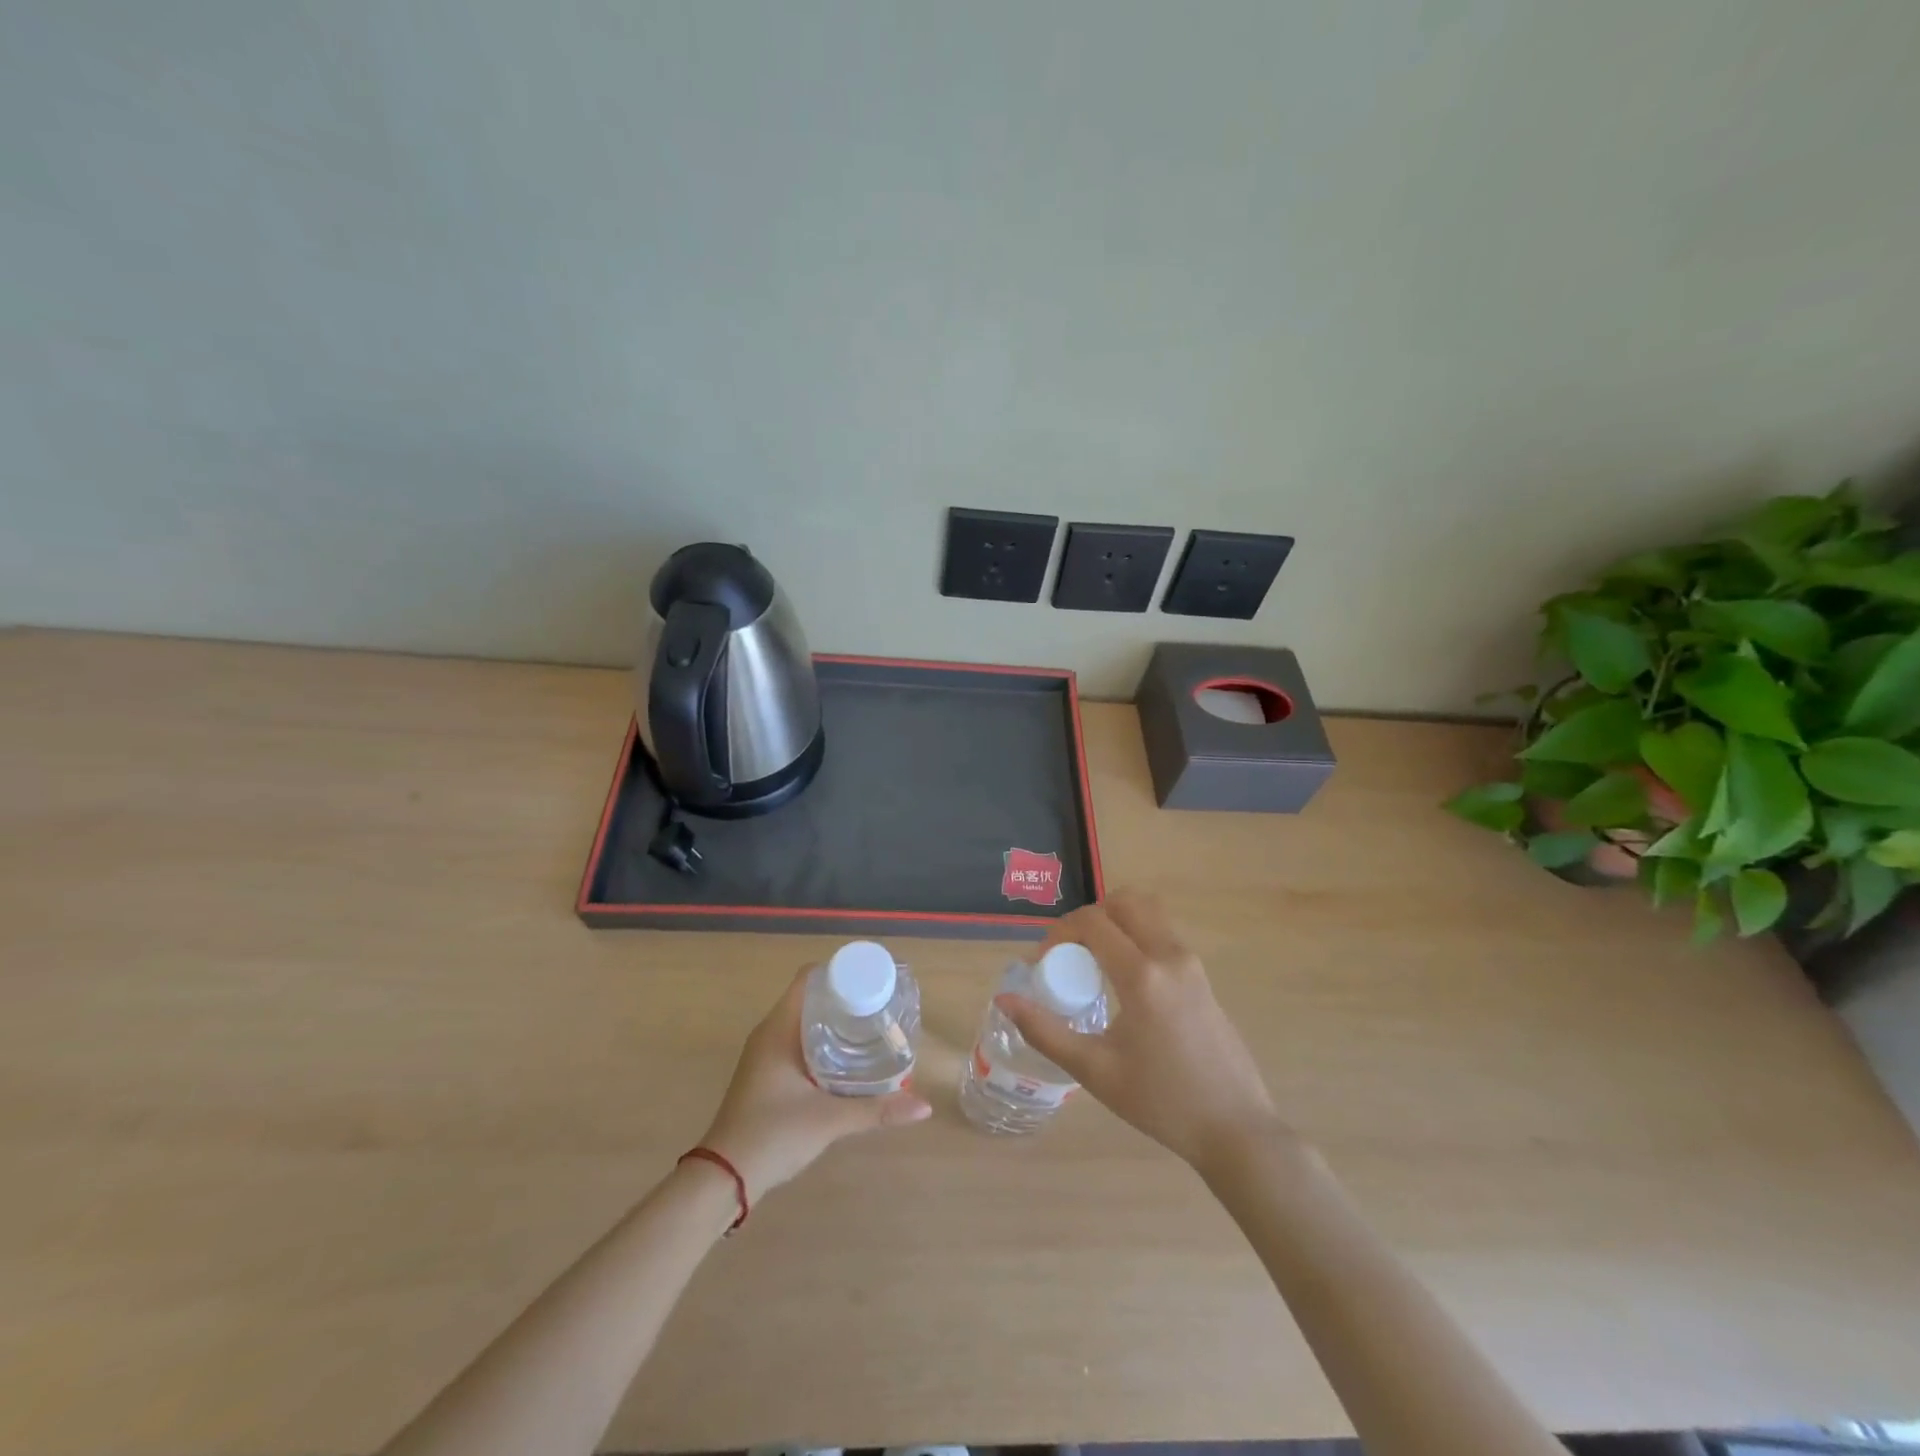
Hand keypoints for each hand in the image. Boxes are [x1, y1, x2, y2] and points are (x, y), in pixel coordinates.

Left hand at [699, 967, 930, 1202]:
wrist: (723, 1178)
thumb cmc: (772, 1135)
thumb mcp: (830, 1120)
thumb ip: (877, 1110)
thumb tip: (923, 1105)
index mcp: (779, 1028)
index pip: (808, 978)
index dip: (839, 972)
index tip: (871, 981)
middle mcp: (769, 1033)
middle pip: (810, 997)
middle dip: (844, 997)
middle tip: (880, 1005)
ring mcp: (764, 1054)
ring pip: (803, 1020)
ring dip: (834, 1020)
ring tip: (871, 1027)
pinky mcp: (766, 1073)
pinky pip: (797, 1040)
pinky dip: (822, 1040)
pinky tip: (847, 1057)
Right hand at [997, 889, 1284, 1170]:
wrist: (1235, 1129)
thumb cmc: (1160, 1102)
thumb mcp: (1095, 1070)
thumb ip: (1045, 1031)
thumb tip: (1004, 999)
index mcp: (1142, 976)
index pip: (1093, 922)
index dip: (1060, 932)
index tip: (1044, 962)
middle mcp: (1169, 956)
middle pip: (1124, 902)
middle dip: (1089, 917)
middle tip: (1069, 953)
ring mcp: (1191, 963)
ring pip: (1148, 912)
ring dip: (1115, 922)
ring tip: (1094, 961)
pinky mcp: (1202, 976)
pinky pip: (1163, 934)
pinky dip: (1136, 936)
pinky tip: (1122, 979)